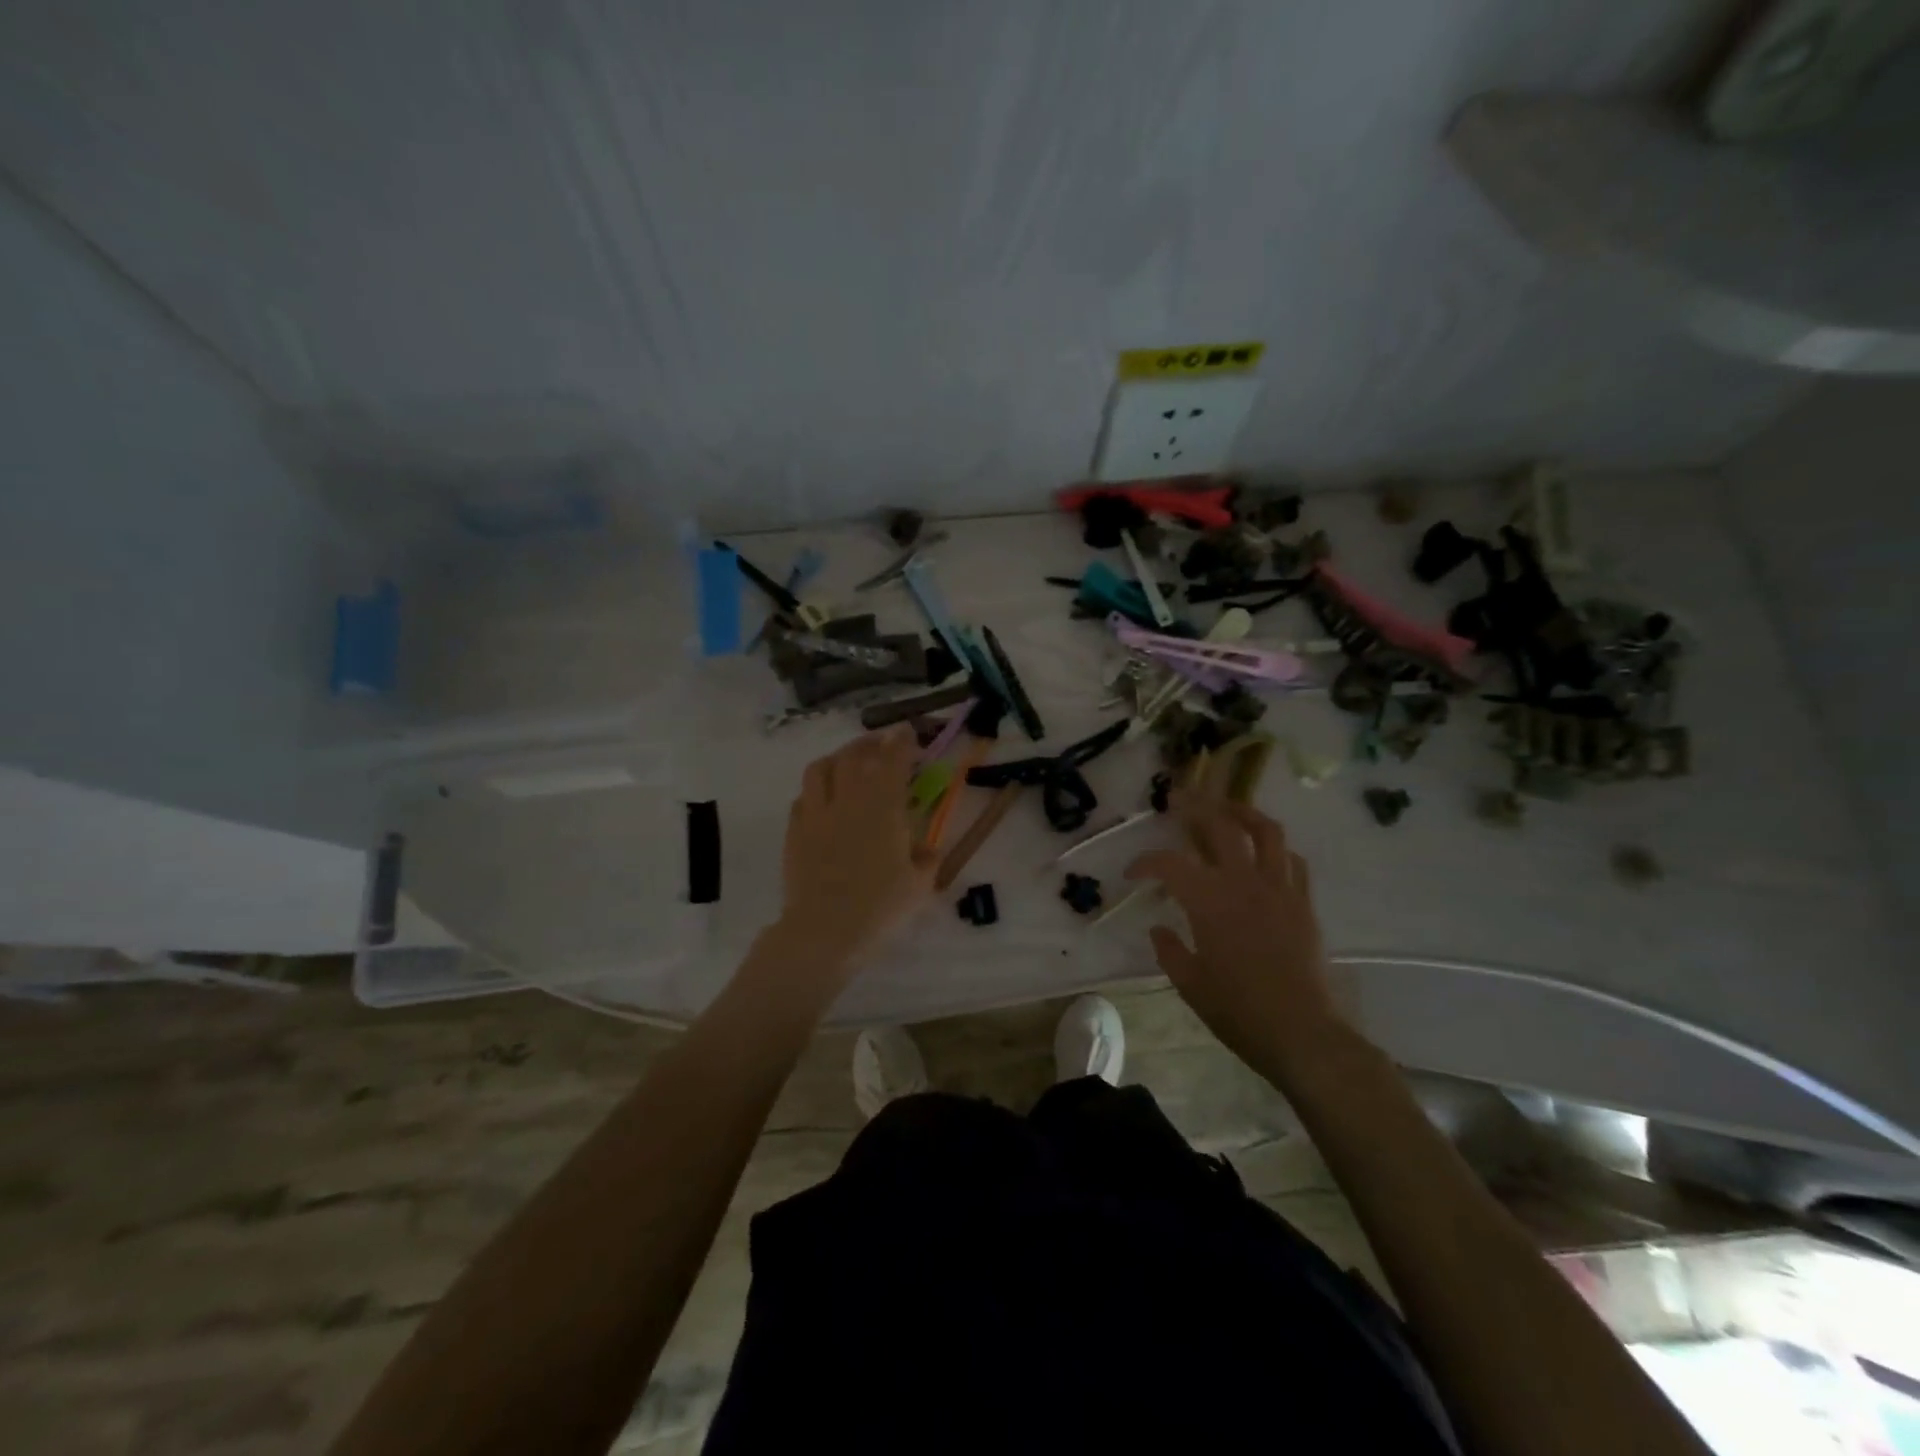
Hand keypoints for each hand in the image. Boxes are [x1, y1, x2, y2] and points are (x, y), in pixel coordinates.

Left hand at [771, 726, 933, 977]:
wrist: (824, 931)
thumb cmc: (879, 908)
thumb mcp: (919, 886)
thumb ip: (927, 860)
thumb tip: (928, 849)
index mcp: (883, 808)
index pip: (893, 761)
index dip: (902, 742)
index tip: (908, 731)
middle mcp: (848, 800)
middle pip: (855, 755)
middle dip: (871, 742)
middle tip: (882, 742)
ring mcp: (816, 813)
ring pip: (821, 768)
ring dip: (838, 758)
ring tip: (848, 761)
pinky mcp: (794, 831)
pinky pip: (802, 797)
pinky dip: (816, 789)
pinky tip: (823, 798)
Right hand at [1126, 793, 1343, 1072]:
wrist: (1301, 1033)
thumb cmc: (1237, 1010)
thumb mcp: (1189, 984)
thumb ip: (1169, 950)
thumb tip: (1158, 929)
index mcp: (1209, 901)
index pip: (1169, 864)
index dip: (1146, 862)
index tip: (1132, 873)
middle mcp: (1244, 882)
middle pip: (1220, 825)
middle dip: (1195, 807)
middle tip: (1178, 798)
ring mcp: (1279, 888)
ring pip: (1265, 831)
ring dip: (1242, 812)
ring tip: (1227, 807)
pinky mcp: (1303, 902)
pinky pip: (1292, 860)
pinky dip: (1275, 847)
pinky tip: (1264, 852)